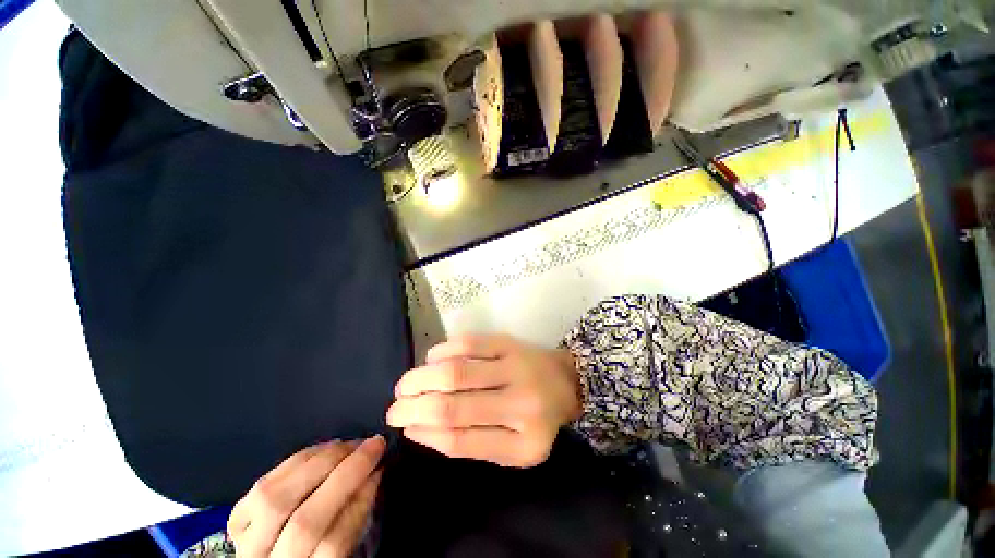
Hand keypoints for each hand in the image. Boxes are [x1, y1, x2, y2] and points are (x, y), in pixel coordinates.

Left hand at [227, 436, 384, 557]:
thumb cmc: (319, 553)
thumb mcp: (344, 552)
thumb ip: (354, 521)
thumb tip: (373, 474)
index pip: (332, 544)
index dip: (360, 502)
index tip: (381, 470)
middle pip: (303, 521)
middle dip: (345, 473)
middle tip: (373, 444)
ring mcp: (244, 544)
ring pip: (275, 498)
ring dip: (319, 461)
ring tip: (348, 443)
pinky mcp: (234, 521)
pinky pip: (261, 485)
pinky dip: (294, 461)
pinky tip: (319, 450)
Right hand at [386, 334, 581, 467]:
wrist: (567, 381)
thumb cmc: (538, 419)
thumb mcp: (515, 449)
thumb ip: (473, 443)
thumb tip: (423, 428)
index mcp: (523, 443)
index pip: (461, 441)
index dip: (425, 433)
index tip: (405, 428)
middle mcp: (520, 404)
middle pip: (453, 405)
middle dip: (413, 406)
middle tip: (394, 406)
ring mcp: (515, 367)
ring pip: (457, 370)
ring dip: (422, 377)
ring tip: (405, 384)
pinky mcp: (510, 343)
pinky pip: (470, 342)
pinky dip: (444, 349)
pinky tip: (432, 358)